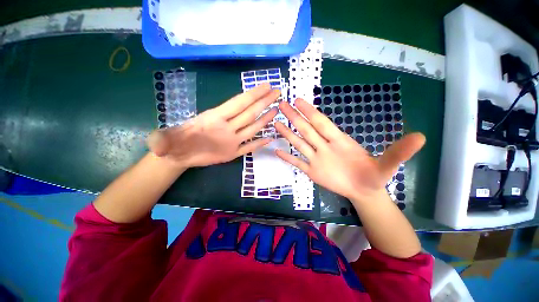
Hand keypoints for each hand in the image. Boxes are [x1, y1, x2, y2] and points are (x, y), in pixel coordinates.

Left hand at [147, 83, 279, 167]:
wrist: (178, 156)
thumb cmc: (173, 144)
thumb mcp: (165, 141)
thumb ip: (164, 140)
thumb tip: (156, 140)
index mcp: (214, 118)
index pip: (237, 103)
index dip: (252, 94)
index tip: (266, 85)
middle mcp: (227, 127)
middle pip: (249, 112)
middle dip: (263, 101)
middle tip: (278, 92)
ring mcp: (231, 140)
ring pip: (252, 128)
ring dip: (264, 119)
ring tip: (276, 110)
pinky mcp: (232, 153)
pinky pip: (249, 148)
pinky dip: (259, 143)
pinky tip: (269, 138)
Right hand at [274, 99, 425, 201]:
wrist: (365, 190)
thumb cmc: (373, 176)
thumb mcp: (388, 165)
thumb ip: (399, 152)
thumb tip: (422, 137)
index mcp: (339, 140)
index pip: (322, 123)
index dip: (311, 112)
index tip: (299, 100)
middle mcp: (324, 146)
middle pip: (306, 130)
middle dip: (294, 117)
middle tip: (282, 105)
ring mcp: (316, 159)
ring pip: (299, 143)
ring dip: (288, 134)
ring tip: (276, 123)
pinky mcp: (312, 171)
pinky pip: (298, 162)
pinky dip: (287, 157)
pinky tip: (277, 151)